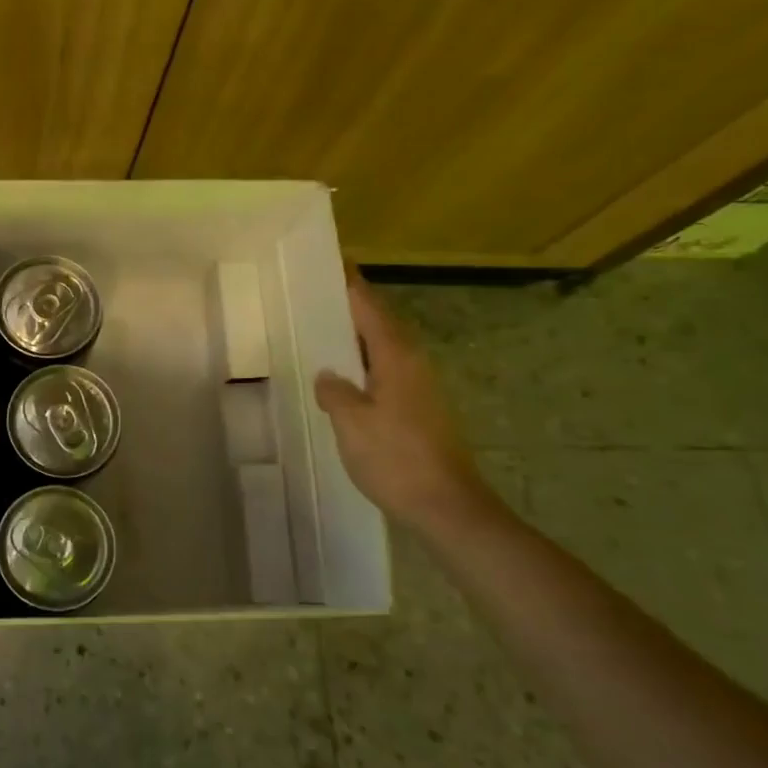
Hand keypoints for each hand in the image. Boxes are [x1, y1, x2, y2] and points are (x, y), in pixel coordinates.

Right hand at [313, 269, 494, 529]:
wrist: (447, 506)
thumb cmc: (396, 458)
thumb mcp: (352, 422)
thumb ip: (335, 392)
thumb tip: (329, 376)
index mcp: (396, 357)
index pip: (370, 308)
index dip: (352, 285)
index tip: (335, 261)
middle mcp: (413, 364)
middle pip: (381, 323)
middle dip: (354, 306)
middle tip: (320, 294)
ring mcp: (421, 388)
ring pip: (385, 348)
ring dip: (359, 336)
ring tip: (326, 330)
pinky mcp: (422, 410)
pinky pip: (387, 370)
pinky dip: (365, 362)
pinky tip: (346, 377)